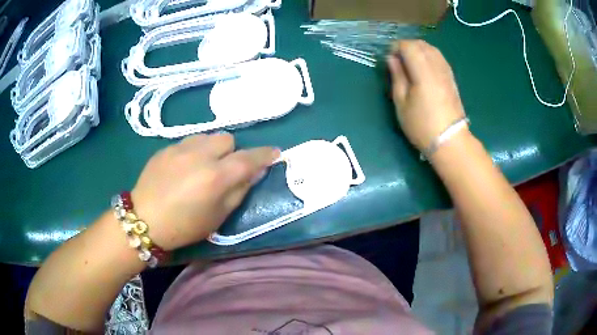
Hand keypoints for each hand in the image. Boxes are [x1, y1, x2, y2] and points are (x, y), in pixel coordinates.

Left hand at [131, 133, 278, 250]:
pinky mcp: (166, 148)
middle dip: (232, 152)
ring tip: (203, 165)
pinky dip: (194, 151)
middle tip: (224, 168)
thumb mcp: (218, 217)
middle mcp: (200, 155)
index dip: (265, 154)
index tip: (275, 153)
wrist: (143, 219)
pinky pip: (189, 141)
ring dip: (212, 148)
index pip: (249, 158)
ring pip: (208, 137)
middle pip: (228, 139)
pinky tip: (184, 167)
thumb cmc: (184, 226)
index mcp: (216, 177)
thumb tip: (256, 172)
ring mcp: (180, 148)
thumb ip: (239, 191)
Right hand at [387, 40, 467, 151]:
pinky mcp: (451, 78)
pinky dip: (429, 56)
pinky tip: (424, 68)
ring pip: (432, 49)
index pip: (408, 46)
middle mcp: (437, 67)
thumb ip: (397, 76)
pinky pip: (439, 57)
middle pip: (421, 44)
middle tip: (399, 61)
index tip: (390, 59)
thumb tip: (392, 59)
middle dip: (407, 46)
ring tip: (410, 64)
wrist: (450, 141)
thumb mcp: (401, 103)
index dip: (396, 47)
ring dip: (418, 50)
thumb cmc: (422, 125)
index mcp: (423, 72)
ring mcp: (446, 71)